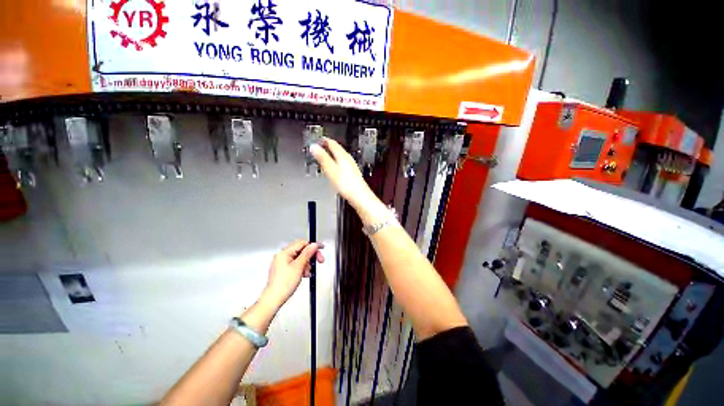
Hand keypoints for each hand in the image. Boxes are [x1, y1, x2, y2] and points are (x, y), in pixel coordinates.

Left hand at [261, 240, 324, 308]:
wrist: (274, 299)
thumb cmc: (283, 285)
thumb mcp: (299, 267)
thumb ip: (307, 254)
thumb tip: (313, 245)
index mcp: (284, 253)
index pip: (302, 243)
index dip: (313, 246)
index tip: (321, 248)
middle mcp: (282, 256)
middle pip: (302, 250)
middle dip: (311, 256)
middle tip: (319, 260)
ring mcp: (282, 263)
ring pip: (300, 258)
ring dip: (307, 263)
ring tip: (308, 271)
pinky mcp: (283, 269)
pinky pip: (296, 264)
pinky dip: (302, 267)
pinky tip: (304, 274)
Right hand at [310, 138, 377, 210]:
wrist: (359, 196)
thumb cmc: (347, 184)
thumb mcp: (330, 169)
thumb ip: (322, 157)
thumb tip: (314, 147)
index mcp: (342, 156)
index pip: (332, 143)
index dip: (324, 140)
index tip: (318, 139)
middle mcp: (348, 159)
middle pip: (337, 149)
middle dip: (328, 147)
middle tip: (320, 146)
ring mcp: (351, 166)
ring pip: (340, 156)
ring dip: (332, 155)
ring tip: (325, 156)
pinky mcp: (352, 173)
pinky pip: (343, 164)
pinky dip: (336, 162)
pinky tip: (335, 168)